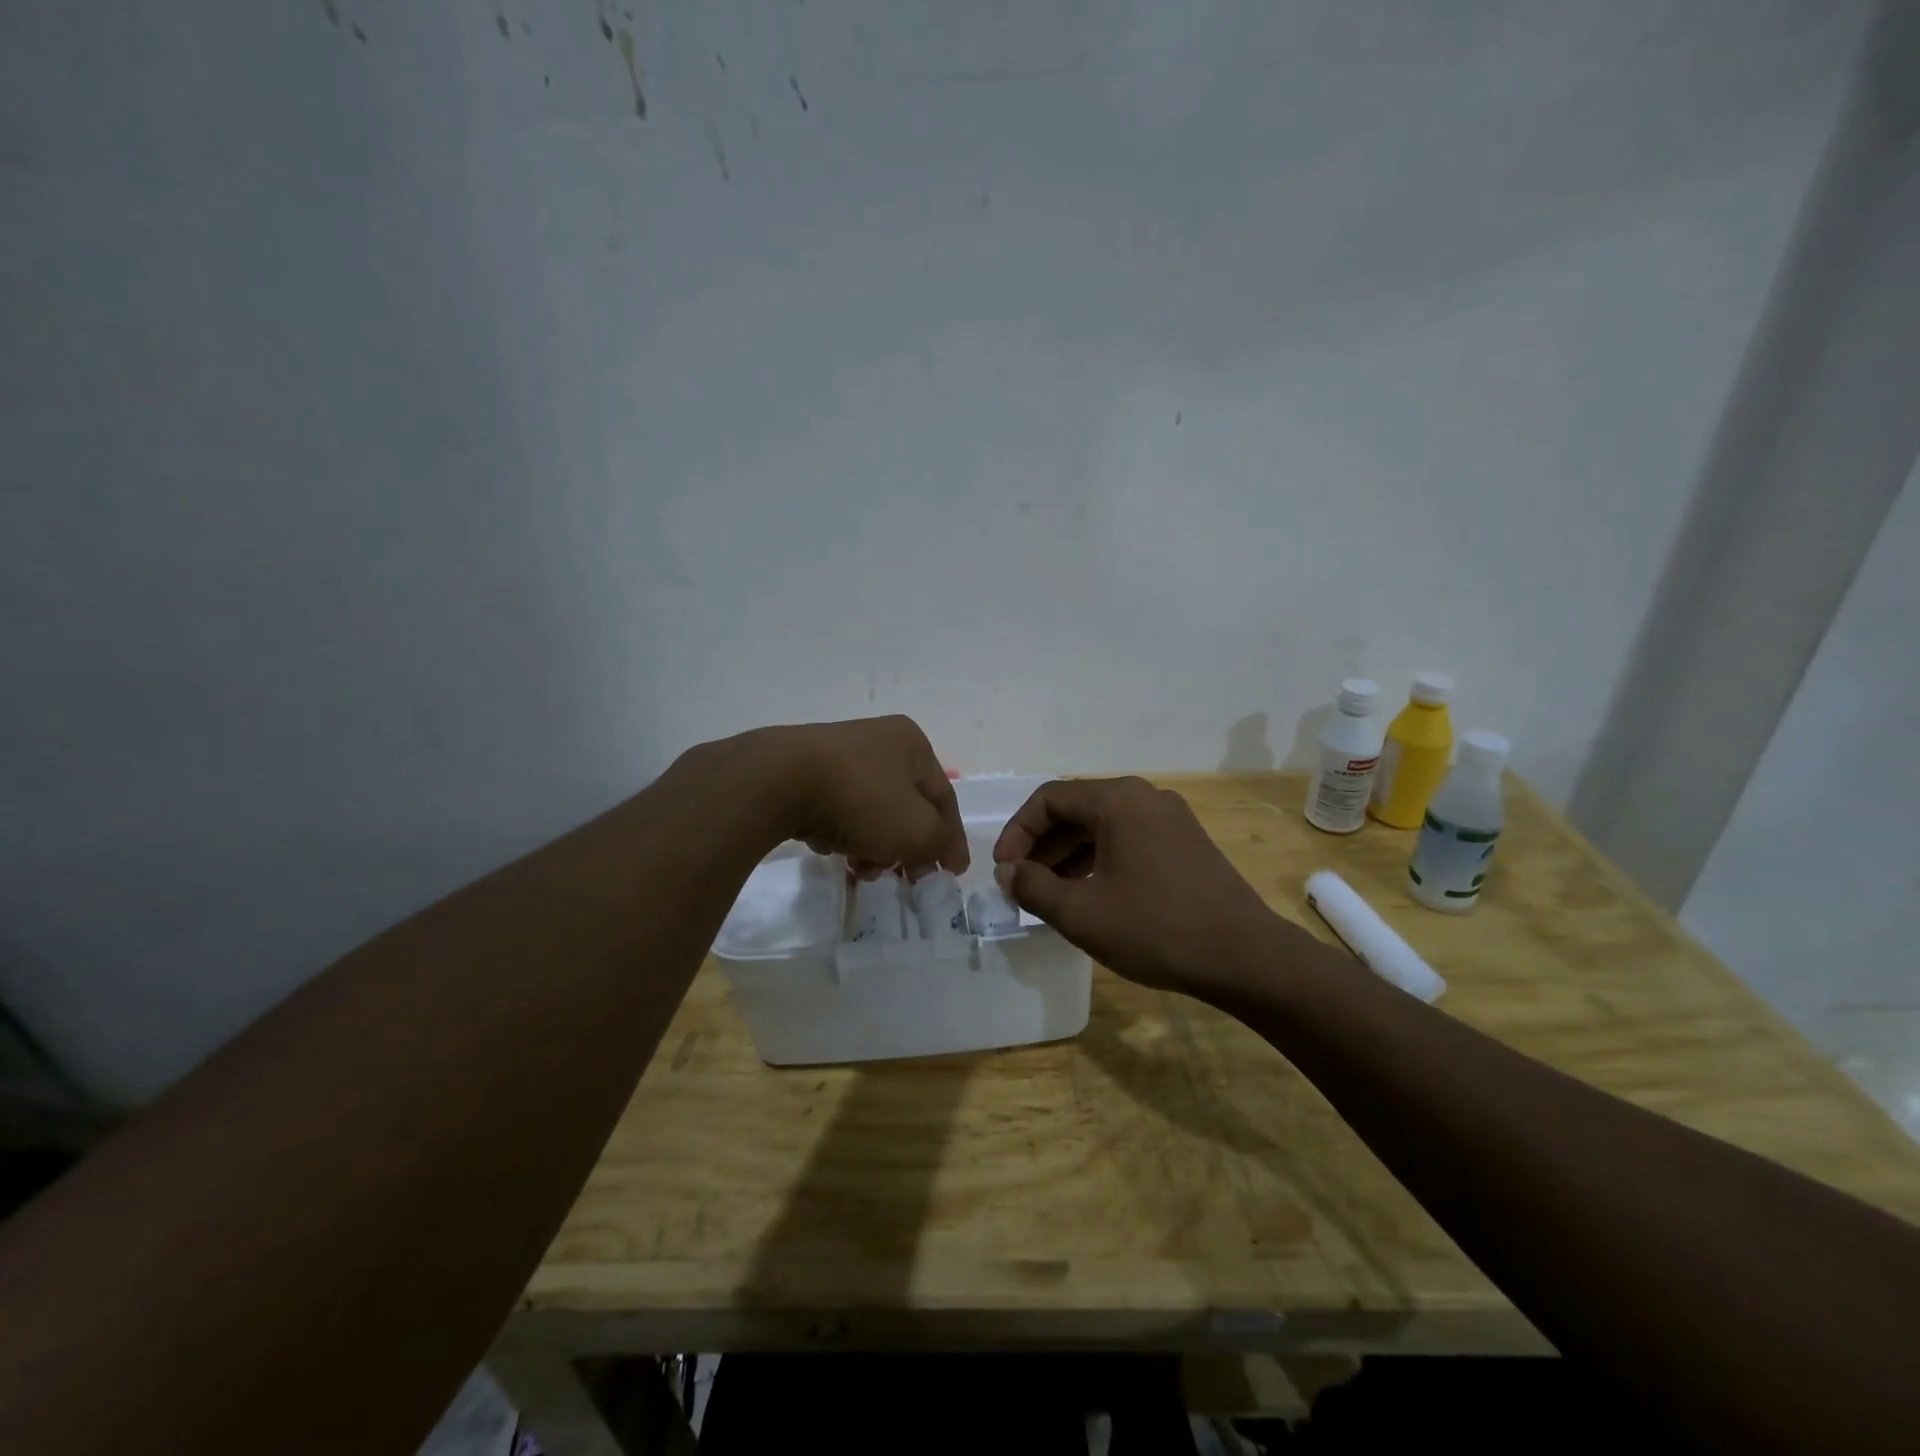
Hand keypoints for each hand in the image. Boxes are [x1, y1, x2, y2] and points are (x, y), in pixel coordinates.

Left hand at [750, 716, 968, 877]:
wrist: (777, 781)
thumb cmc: (861, 800)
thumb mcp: (917, 828)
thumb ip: (939, 842)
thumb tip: (939, 850)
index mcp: (912, 744)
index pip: (944, 798)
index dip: (952, 839)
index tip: (952, 873)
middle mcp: (878, 741)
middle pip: (906, 806)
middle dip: (906, 847)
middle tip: (902, 878)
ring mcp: (838, 754)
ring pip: (871, 811)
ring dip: (873, 845)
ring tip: (859, 870)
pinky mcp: (804, 771)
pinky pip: (836, 809)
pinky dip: (840, 833)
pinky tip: (828, 849)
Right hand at [993, 777, 1285, 994]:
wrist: (1245, 957)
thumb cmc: (1156, 929)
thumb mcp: (1081, 913)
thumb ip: (1033, 887)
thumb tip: (1009, 872)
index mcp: (1117, 800)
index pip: (1049, 799)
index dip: (1017, 832)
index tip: (1003, 870)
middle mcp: (1144, 797)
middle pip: (1076, 810)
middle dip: (1042, 846)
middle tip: (1020, 884)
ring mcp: (1170, 818)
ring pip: (1103, 827)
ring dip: (1069, 855)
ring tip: (1049, 894)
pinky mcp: (1185, 843)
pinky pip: (1128, 840)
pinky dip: (1099, 861)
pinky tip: (1089, 895)